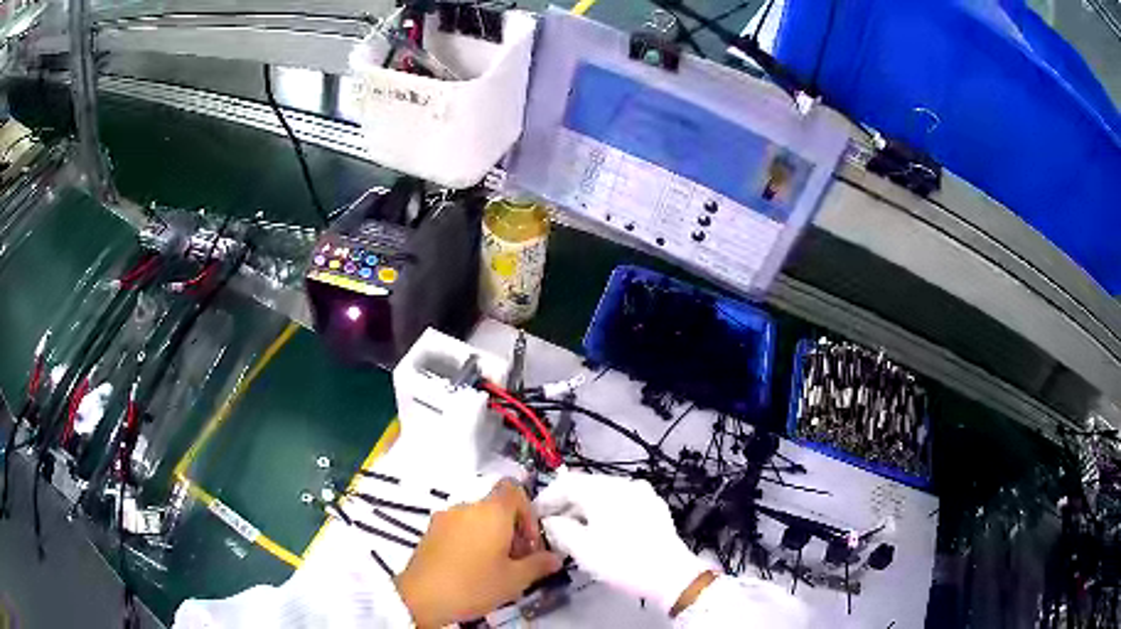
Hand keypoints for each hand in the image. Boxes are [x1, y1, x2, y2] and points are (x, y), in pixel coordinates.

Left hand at [395, 479, 561, 627]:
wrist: (421, 597)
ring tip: (495, 567)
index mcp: (491, 512)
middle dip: (512, 530)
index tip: (529, 543)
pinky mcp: (430, 531)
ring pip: (478, 518)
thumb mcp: (514, 580)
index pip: (514, 489)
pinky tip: (472, 567)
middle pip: (497, 507)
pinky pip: (460, 527)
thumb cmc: (474, 585)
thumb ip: (538, 565)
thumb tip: (555, 558)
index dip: (528, 512)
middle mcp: (467, 506)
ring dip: (492, 536)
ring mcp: (445, 517)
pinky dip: (471, 540)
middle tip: (517, 561)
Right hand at [535, 469, 714, 614]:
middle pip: (586, 486)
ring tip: (573, 531)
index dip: (546, 497)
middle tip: (551, 526)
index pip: (566, 483)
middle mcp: (624, 483)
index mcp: (604, 489)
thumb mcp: (582, 548)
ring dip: (584, 509)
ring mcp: (642, 493)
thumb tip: (549, 520)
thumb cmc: (621, 561)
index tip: (533, 515)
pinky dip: (604, 512)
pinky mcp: (653, 507)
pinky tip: (600, 531)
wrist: (670, 574)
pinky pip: (620, 503)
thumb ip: (559, 528)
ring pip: (604, 495)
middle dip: (565, 505)